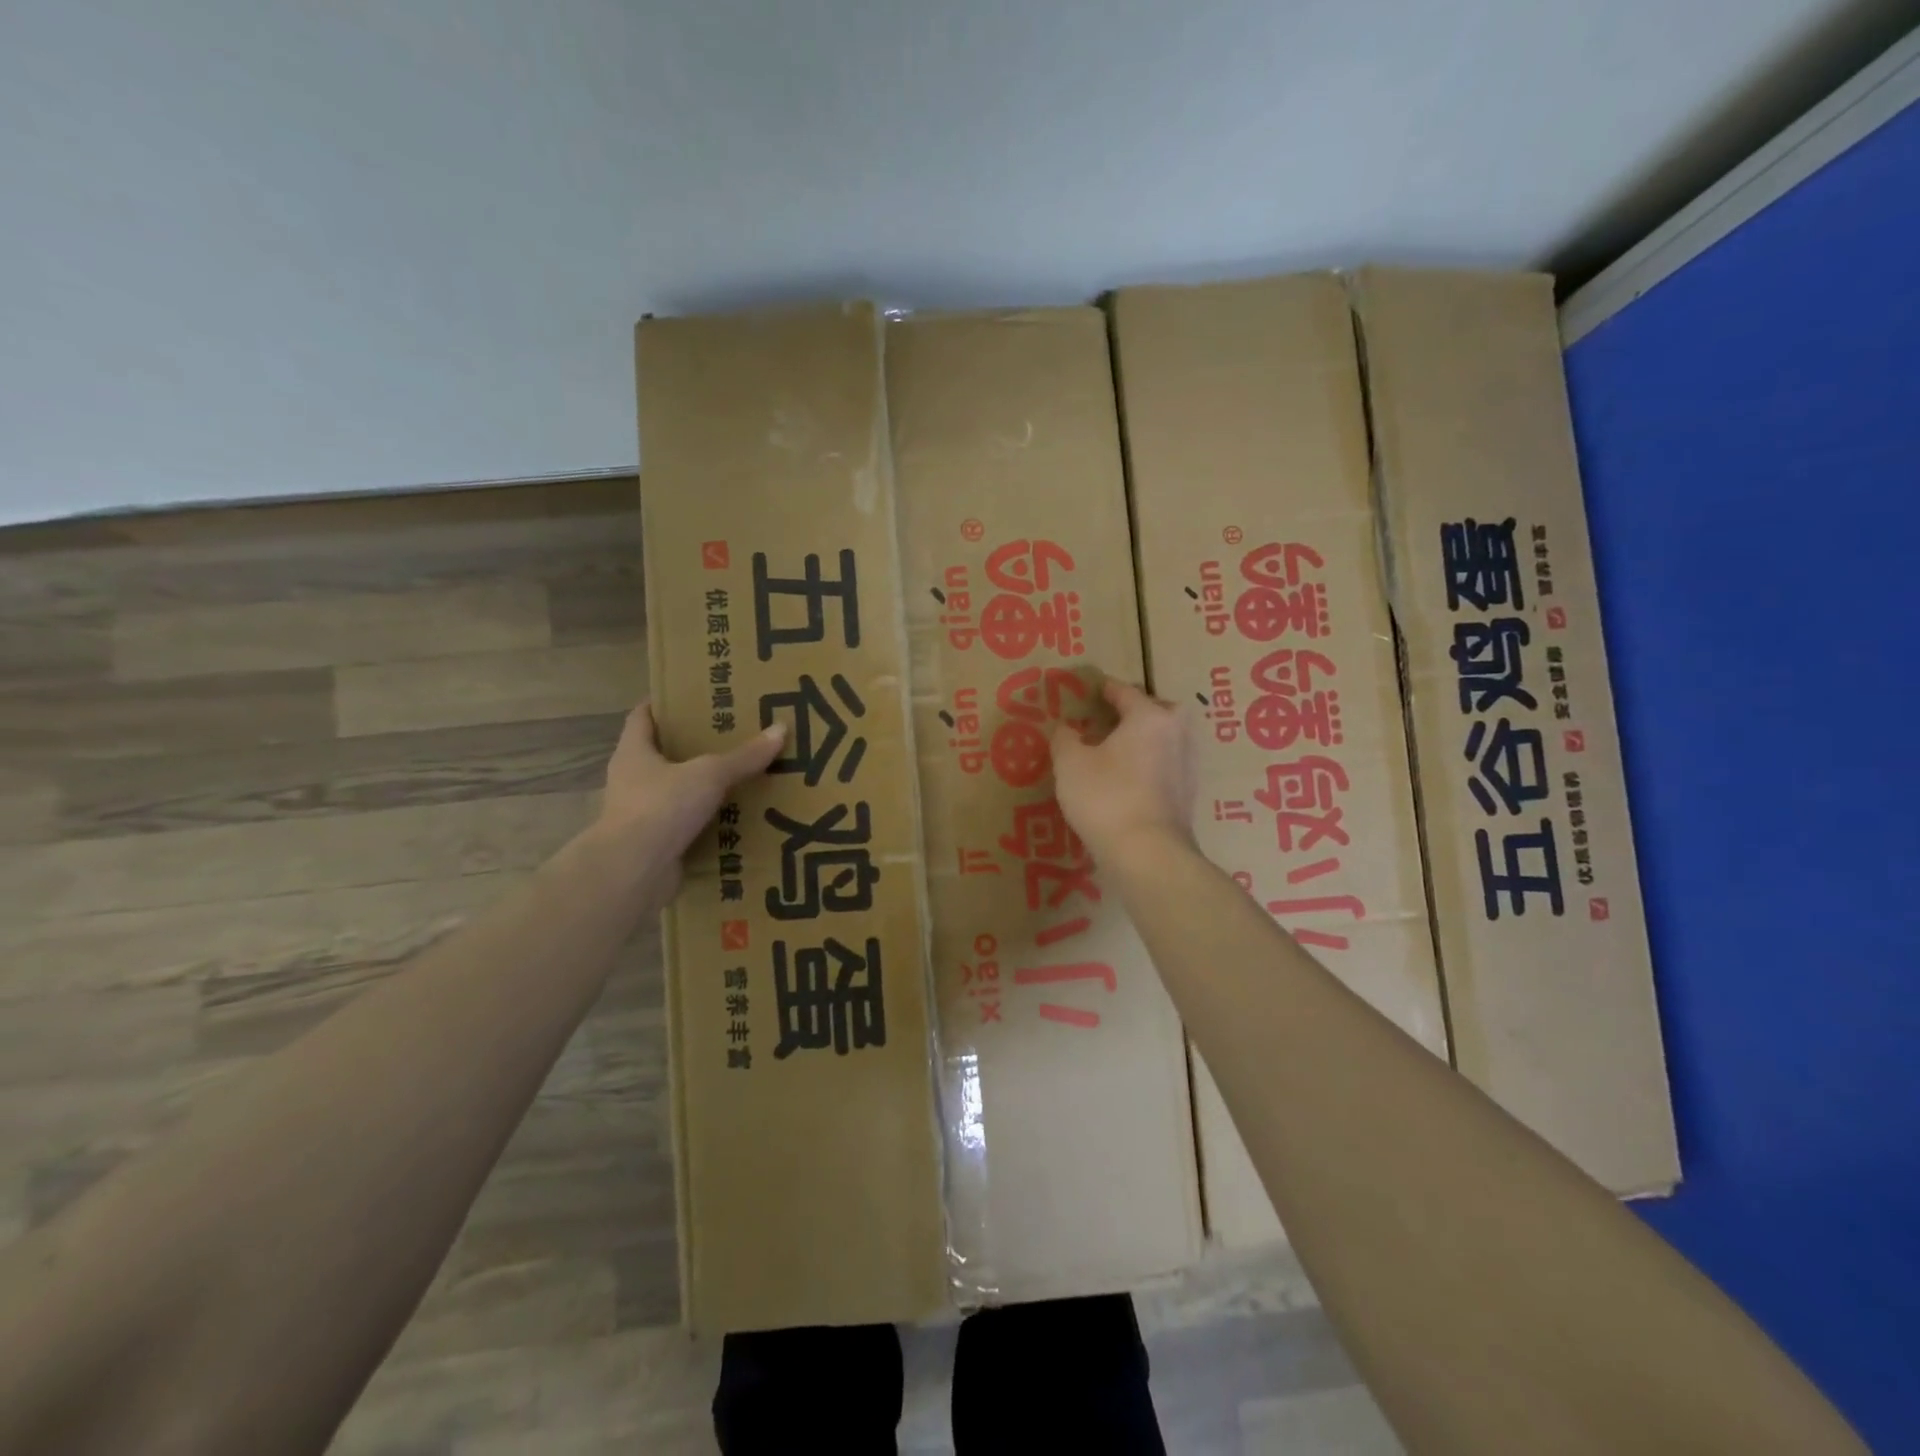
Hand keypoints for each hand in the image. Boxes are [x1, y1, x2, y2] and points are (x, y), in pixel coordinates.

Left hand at [594, 703, 785, 887]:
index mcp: (634, 752)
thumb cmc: (662, 807)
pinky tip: (736, 818)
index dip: (664, 703)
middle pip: (662, 754)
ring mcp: (641, 814)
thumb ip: (744, 756)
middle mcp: (631, 780)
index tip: (693, 696)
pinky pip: (685, 825)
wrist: (633, 871)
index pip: (642, 716)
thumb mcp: (709, 774)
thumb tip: (781, 728)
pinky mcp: (654, 844)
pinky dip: (706, 822)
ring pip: (675, 791)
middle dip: (693, 746)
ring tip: (741, 777)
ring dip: (702, 787)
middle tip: (732, 735)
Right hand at [1050, 678, 1197, 861]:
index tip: (1094, 688)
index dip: (1107, 689)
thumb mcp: (1070, 764)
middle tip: (1115, 718)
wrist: (1147, 854)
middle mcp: (1176, 735)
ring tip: (1122, 749)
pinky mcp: (1188, 796)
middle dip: (1139, 710)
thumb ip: (1065, 739)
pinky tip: (1133, 779)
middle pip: (1160, 711)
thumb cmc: (1106, 798)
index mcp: (1149, 718)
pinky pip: (1168, 767)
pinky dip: (1152, 765)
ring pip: (1168, 739)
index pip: (1126, 692)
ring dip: (1148, 739)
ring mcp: (1187, 766)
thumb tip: (1066, 728)